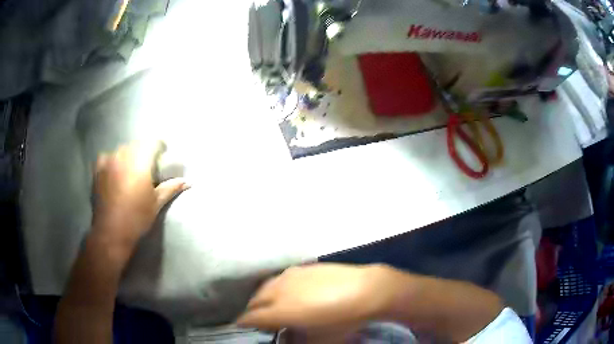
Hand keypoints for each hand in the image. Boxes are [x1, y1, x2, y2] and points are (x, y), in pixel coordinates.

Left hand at [91, 142, 188, 252]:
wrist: (111, 231)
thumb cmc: (137, 218)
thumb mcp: (156, 203)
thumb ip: (171, 187)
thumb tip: (188, 181)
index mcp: (140, 162)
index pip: (153, 142)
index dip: (160, 147)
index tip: (162, 157)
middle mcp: (123, 155)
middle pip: (137, 144)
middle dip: (144, 152)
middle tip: (148, 167)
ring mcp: (108, 160)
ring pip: (122, 149)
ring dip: (129, 155)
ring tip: (130, 171)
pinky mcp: (98, 168)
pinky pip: (107, 156)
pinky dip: (113, 160)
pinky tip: (114, 172)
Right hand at [236, 264, 396, 332]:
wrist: (367, 290)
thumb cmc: (343, 320)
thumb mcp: (319, 340)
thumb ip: (297, 341)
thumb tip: (286, 337)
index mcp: (280, 311)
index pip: (251, 317)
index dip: (243, 323)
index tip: (240, 326)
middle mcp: (279, 291)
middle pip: (255, 300)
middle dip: (251, 310)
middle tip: (255, 318)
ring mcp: (290, 276)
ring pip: (265, 286)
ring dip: (262, 297)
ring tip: (268, 304)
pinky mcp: (302, 268)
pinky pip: (280, 278)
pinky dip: (276, 287)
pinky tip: (286, 291)